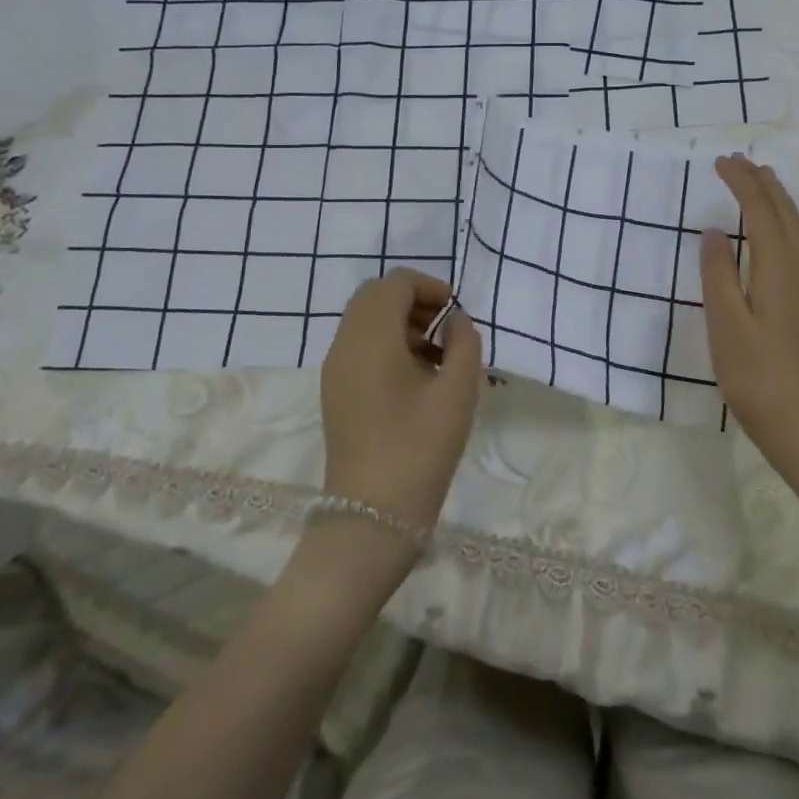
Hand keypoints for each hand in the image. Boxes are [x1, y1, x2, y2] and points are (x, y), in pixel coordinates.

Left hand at [318, 269, 481, 533]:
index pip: (394, 284)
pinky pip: (359, 347)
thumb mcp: (458, 390)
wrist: (372, 515)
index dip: (428, 285)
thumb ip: (464, 341)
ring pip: (364, 321)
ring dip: (400, 322)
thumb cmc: (420, 447)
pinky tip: (417, 377)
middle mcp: (344, 345)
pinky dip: (387, 344)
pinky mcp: (335, 392)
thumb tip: (455, 321)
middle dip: (413, 300)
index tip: (456, 311)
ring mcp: (335, 370)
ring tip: (437, 354)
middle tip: (446, 326)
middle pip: (374, 297)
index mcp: (371, 338)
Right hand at [701, 155, 798, 467]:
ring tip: (759, 181)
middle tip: (739, 161)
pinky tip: (775, 230)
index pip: (761, 211)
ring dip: (777, 200)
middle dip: (763, 183)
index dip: (742, 183)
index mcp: (779, 268)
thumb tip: (714, 231)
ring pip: (798, 227)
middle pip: (785, 213)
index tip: (721, 162)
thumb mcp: (725, 321)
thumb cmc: (754, 371)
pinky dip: (785, 222)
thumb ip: (717, 272)